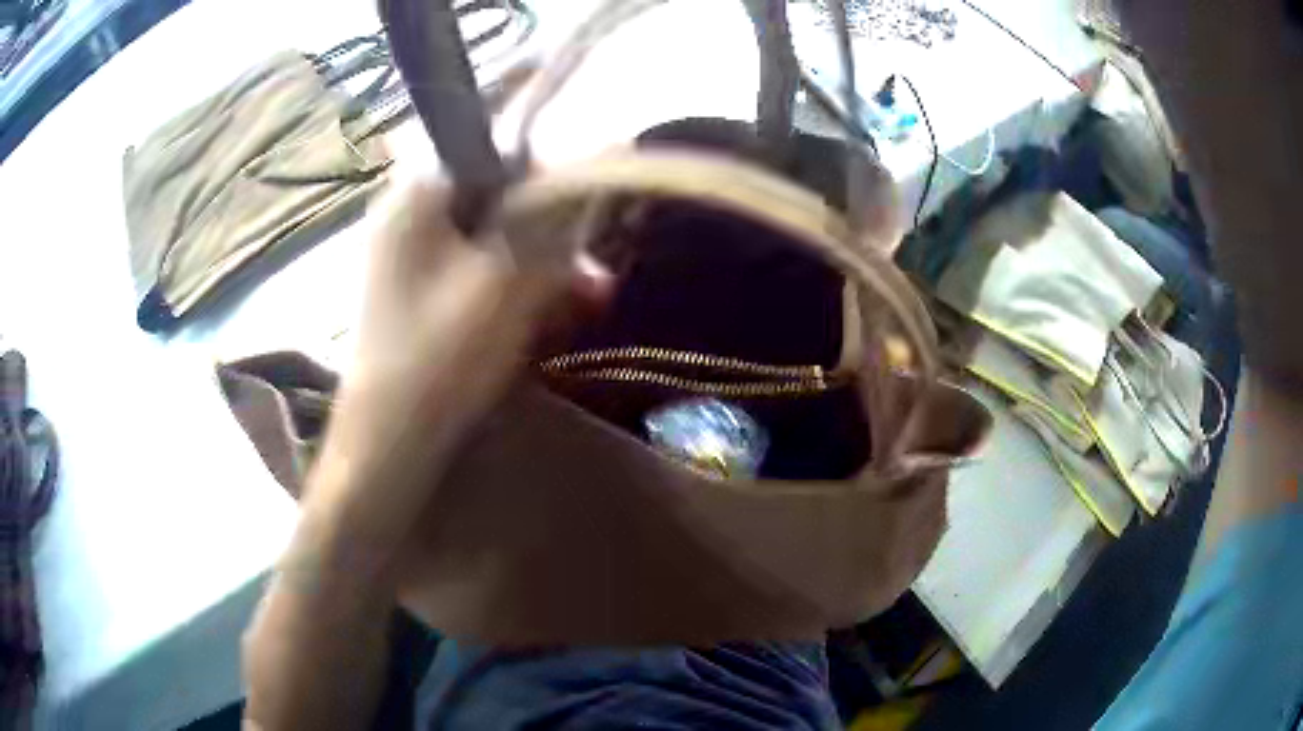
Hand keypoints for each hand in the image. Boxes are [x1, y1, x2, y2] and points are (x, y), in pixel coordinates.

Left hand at [305, 172, 609, 558]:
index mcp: (416, 200)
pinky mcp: (422, 300)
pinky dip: (516, 294)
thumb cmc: (439, 359)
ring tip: (585, 309)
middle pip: (497, 204)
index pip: (495, 157)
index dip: (547, 183)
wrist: (387, 447)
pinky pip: (479, 278)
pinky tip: (550, 325)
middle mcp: (409, 220)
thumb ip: (554, 220)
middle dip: (551, 239)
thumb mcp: (506, 283)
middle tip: (593, 281)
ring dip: (541, 271)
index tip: (584, 224)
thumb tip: (607, 148)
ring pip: (494, 244)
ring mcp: (412, 262)